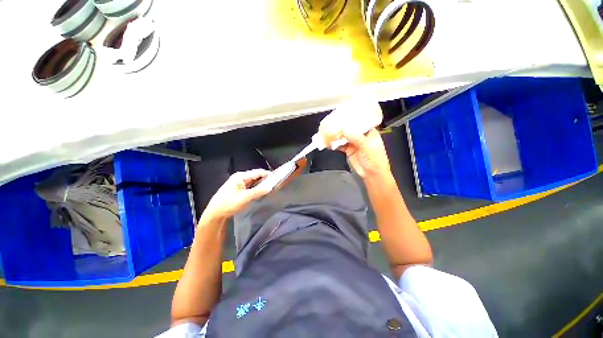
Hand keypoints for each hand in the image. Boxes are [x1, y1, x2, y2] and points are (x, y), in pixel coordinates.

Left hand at [201, 169, 270, 221]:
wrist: (214, 214)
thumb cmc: (229, 204)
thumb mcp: (245, 198)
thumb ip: (258, 191)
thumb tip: (270, 187)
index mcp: (240, 176)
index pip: (257, 172)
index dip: (267, 174)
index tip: (276, 179)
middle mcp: (239, 177)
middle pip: (255, 176)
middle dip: (264, 180)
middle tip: (274, 185)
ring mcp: (238, 183)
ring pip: (253, 181)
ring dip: (260, 184)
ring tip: (269, 188)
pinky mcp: (237, 188)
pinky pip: (249, 186)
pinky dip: (255, 188)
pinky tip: (260, 192)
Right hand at [319, 125, 390, 178]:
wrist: (372, 174)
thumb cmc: (376, 160)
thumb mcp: (367, 146)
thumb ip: (356, 137)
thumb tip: (344, 130)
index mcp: (370, 132)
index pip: (360, 122)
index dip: (352, 118)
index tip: (343, 115)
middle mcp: (361, 136)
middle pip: (350, 129)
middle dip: (342, 127)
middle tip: (333, 123)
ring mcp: (354, 143)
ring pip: (344, 137)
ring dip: (337, 136)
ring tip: (329, 132)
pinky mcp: (349, 150)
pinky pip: (341, 145)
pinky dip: (335, 144)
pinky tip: (330, 143)